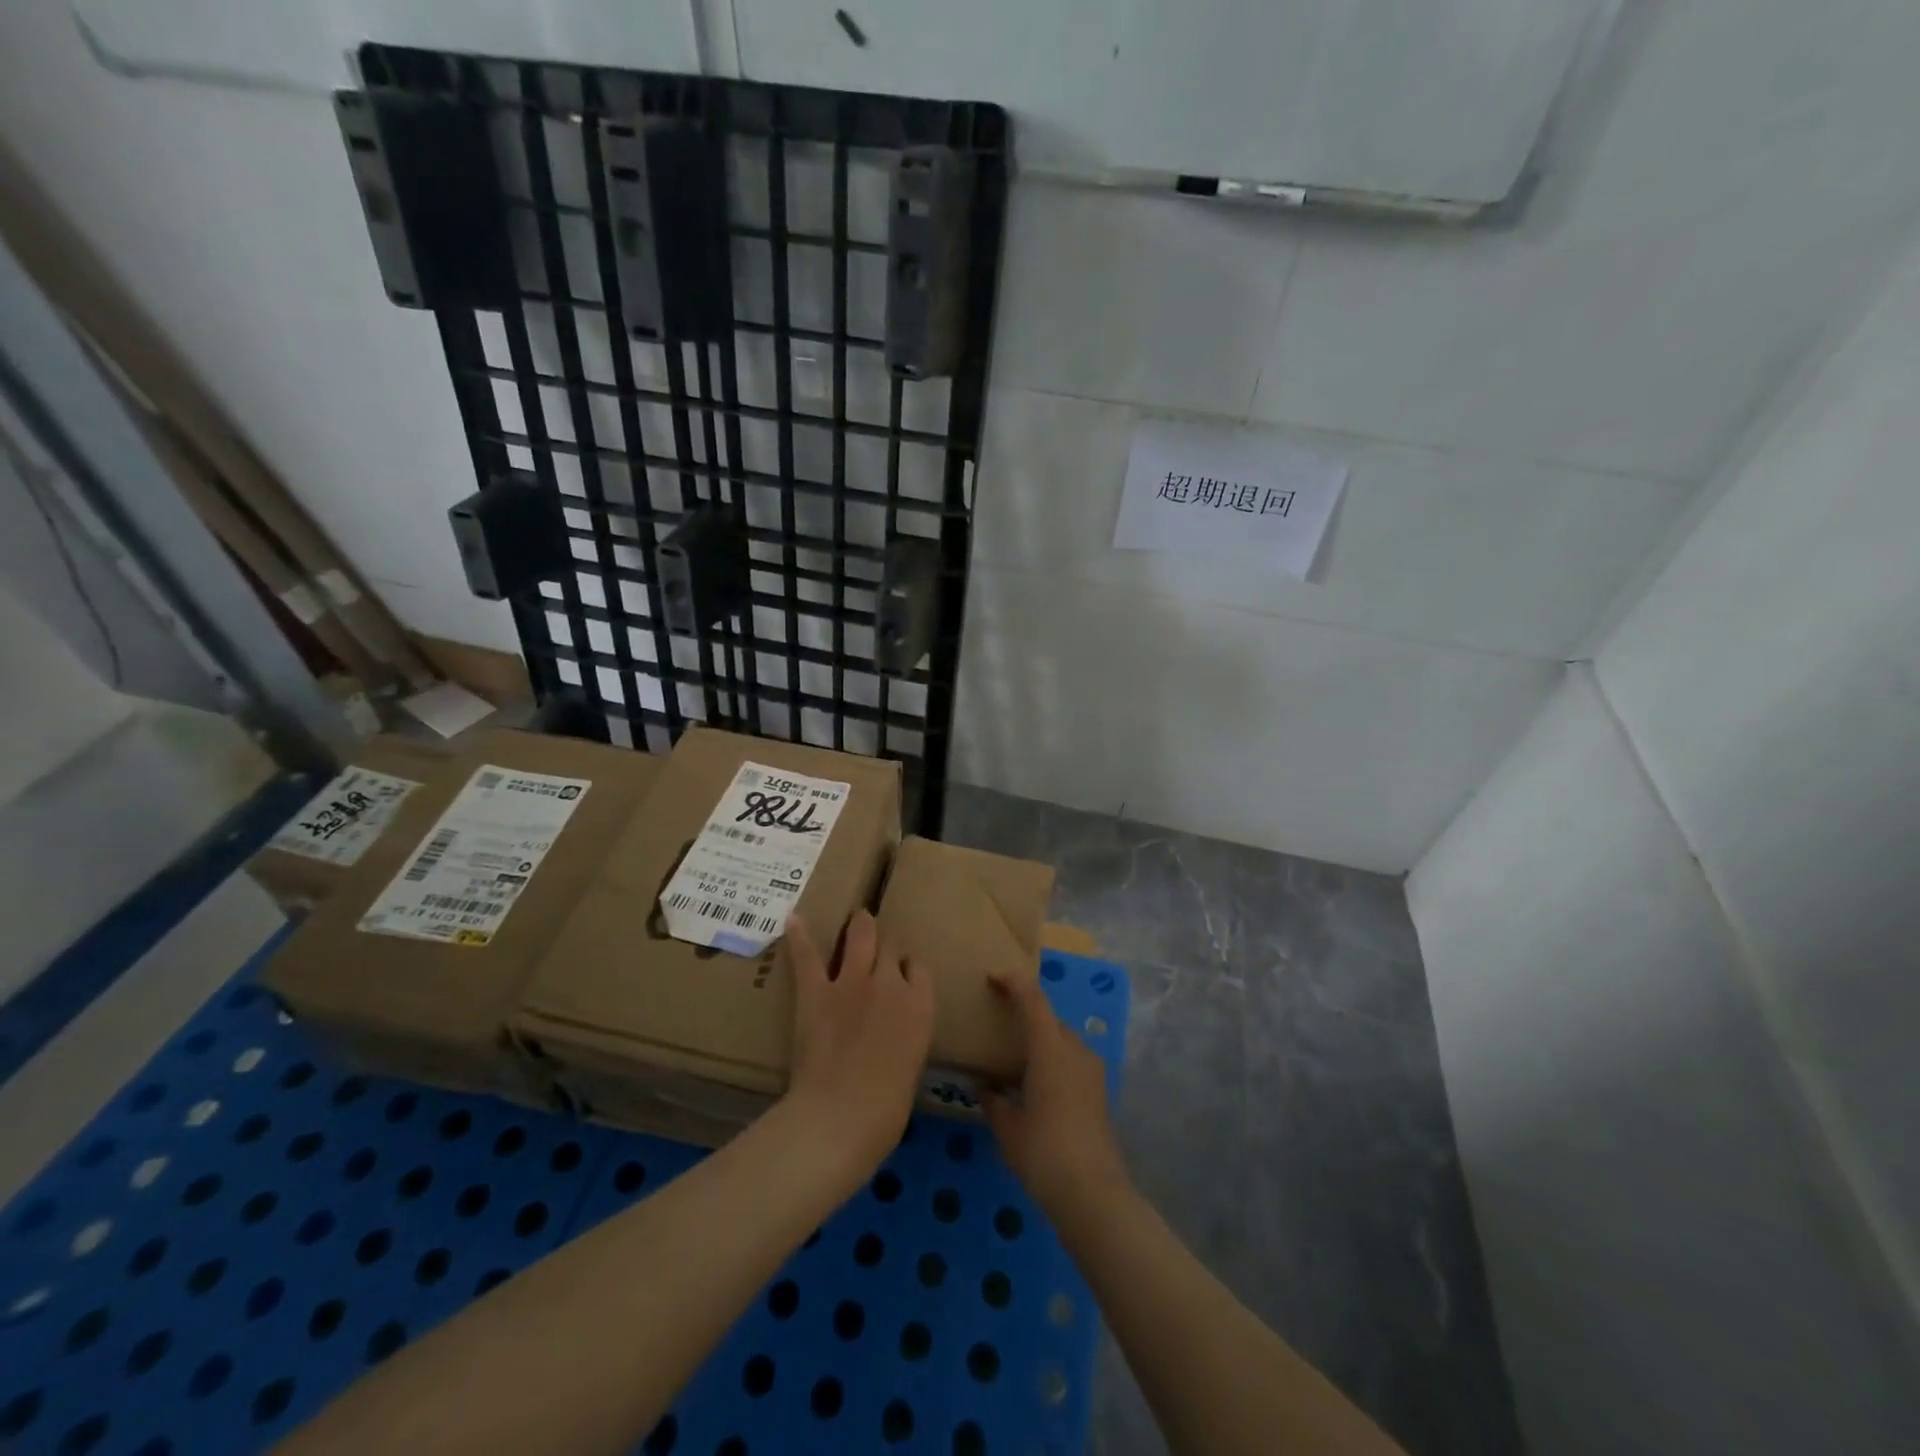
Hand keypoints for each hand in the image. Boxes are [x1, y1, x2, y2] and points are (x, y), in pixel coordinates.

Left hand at [783, 910, 932, 1172]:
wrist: (843, 1115)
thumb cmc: (887, 1109)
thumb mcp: (911, 1066)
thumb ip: (905, 1037)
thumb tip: (894, 1035)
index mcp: (920, 1006)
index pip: (919, 968)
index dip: (908, 969)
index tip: (902, 975)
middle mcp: (890, 983)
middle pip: (890, 948)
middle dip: (885, 947)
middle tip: (877, 947)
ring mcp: (852, 982)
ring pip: (861, 937)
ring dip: (859, 927)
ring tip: (857, 918)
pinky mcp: (816, 991)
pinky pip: (808, 956)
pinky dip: (799, 937)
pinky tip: (793, 920)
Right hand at [983, 970, 1131, 1219]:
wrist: (1094, 1195)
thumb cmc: (1043, 1153)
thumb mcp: (1007, 1127)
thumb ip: (993, 1100)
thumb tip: (985, 1087)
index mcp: (1051, 1048)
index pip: (1033, 1000)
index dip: (1014, 982)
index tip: (993, 977)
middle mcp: (1075, 1050)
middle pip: (1049, 1020)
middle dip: (1025, 1017)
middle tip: (999, 1027)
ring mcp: (1092, 1072)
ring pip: (1062, 1042)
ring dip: (1041, 1043)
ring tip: (1014, 1062)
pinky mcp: (1099, 1093)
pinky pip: (1071, 1063)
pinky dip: (1052, 1063)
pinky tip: (1035, 1088)